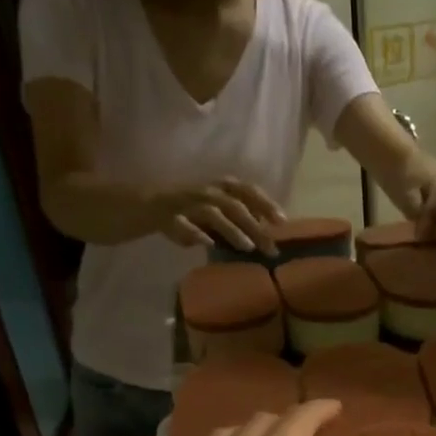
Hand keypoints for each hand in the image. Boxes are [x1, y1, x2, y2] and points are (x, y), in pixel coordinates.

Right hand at [151, 179, 285, 256]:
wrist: (153, 205)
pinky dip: (196, 233)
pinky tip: (209, 244)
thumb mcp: (222, 210)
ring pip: (213, 213)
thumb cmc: (195, 209)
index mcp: (222, 186)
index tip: (283, 222)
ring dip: (231, 230)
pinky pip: (184, 224)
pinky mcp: (171, 216)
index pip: (248, 191)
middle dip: (255, 228)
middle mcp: (208, 191)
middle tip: (270, 249)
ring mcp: (189, 202)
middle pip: (235, 207)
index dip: (266, 204)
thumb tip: (268, 234)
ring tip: (247, 247)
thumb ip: (243, 219)